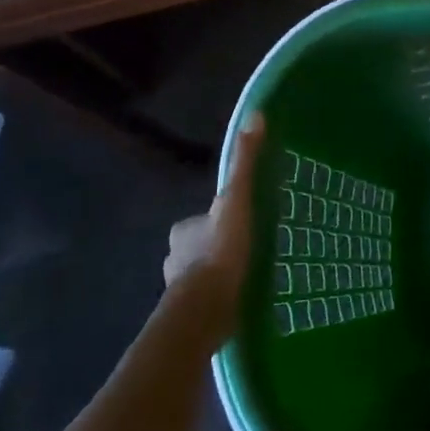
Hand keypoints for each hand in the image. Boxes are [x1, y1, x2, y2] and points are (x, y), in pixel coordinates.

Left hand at [164, 114, 265, 329]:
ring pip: (201, 275)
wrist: (205, 310)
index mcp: (183, 230)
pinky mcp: (189, 316)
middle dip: (218, 247)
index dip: (219, 218)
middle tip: (248, 249)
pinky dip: (220, 299)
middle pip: (200, 246)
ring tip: (247, 277)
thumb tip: (255, 114)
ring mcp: (179, 290)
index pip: (201, 219)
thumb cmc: (221, 251)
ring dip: (219, 275)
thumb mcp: (238, 199)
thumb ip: (245, 162)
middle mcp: (175, 257)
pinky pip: (207, 301)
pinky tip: (239, 301)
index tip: (241, 222)